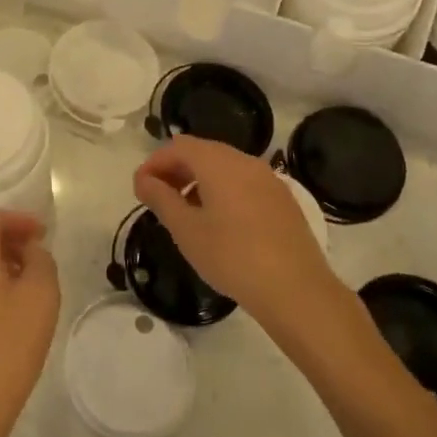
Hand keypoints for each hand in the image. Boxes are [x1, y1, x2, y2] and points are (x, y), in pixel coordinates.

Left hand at [0, 211, 59, 436]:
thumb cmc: (7, 345)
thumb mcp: (40, 296)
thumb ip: (41, 261)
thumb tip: (32, 250)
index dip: (19, 219)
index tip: (44, 232)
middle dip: (11, 240)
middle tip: (40, 253)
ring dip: (3, 265)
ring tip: (33, 282)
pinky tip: (15, 312)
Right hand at [134, 137, 334, 330]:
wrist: (296, 289)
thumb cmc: (232, 257)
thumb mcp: (186, 230)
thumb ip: (161, 199)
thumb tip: (144, 180)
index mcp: (219, 163)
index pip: (179, 146)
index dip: (155, 162)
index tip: (140, 188)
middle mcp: (245, 161)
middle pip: (203, 152)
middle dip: (176, 169)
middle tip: (158, 198)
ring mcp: (268, 179)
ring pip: (225, 167)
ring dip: (199, 180)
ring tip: (186, 212)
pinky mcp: (282, 199)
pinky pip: (244, 182)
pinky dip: (223, 190)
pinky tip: (219, 222)